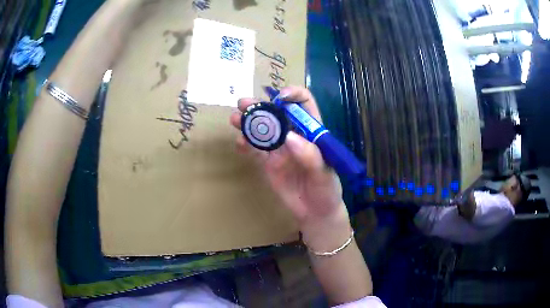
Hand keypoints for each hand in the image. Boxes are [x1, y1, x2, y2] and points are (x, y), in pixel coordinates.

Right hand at [229, 87, 348, 230]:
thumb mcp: (325, 174)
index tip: (280, 98)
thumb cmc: (327, 191)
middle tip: (243, 104)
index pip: (303, 103)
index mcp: (312, 131)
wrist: (316, 213)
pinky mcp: (268, 163)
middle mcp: (294, 135)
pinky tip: (240, 143)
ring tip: (235, 119)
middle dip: (260, 105)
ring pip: (262, 129)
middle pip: (276, 112)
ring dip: (248, 121)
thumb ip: (310, 156)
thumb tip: (289, 138)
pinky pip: (255, 150)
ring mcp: (279, 149)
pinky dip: (246, 144)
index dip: (293, 95)